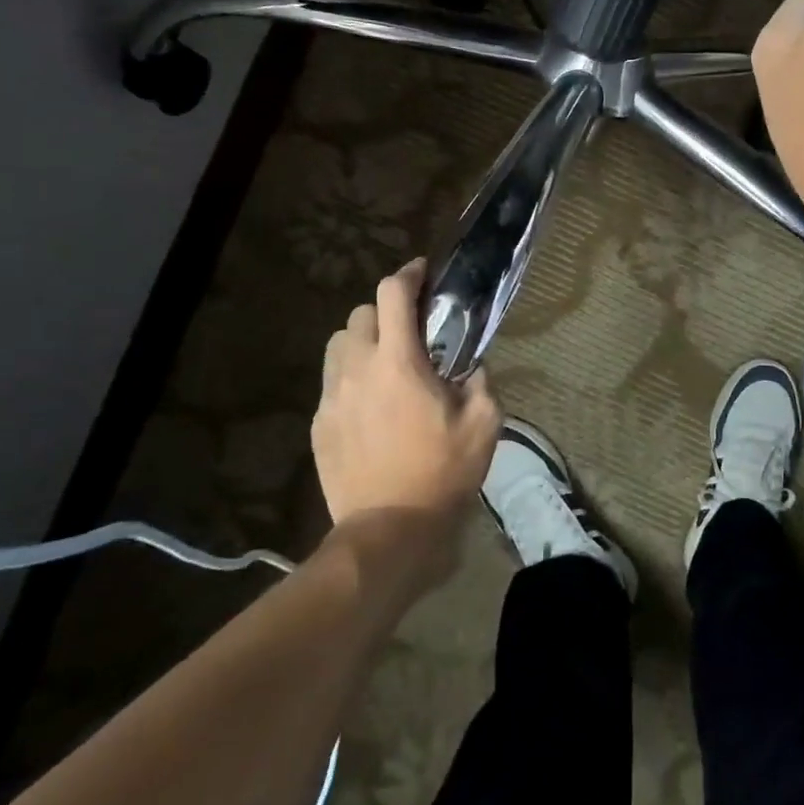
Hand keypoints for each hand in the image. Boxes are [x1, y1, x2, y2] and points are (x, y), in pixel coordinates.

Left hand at [312, 261, 500, 584]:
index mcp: (398, 361)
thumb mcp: (484, 424)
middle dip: (386, 311)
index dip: (408, 275)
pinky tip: (371, 402)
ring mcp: (331, 397)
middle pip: (360, 313)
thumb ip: (480, 381)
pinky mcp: (319, 424)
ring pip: (339, 344)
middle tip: (410, 329)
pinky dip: (350, 375)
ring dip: (362, 340)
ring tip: (385, 361)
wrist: (388, 531)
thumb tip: (471, 364)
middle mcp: (357, 369)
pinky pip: (331, 381)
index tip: (423, 273)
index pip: (392, 294)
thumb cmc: (441, 473)